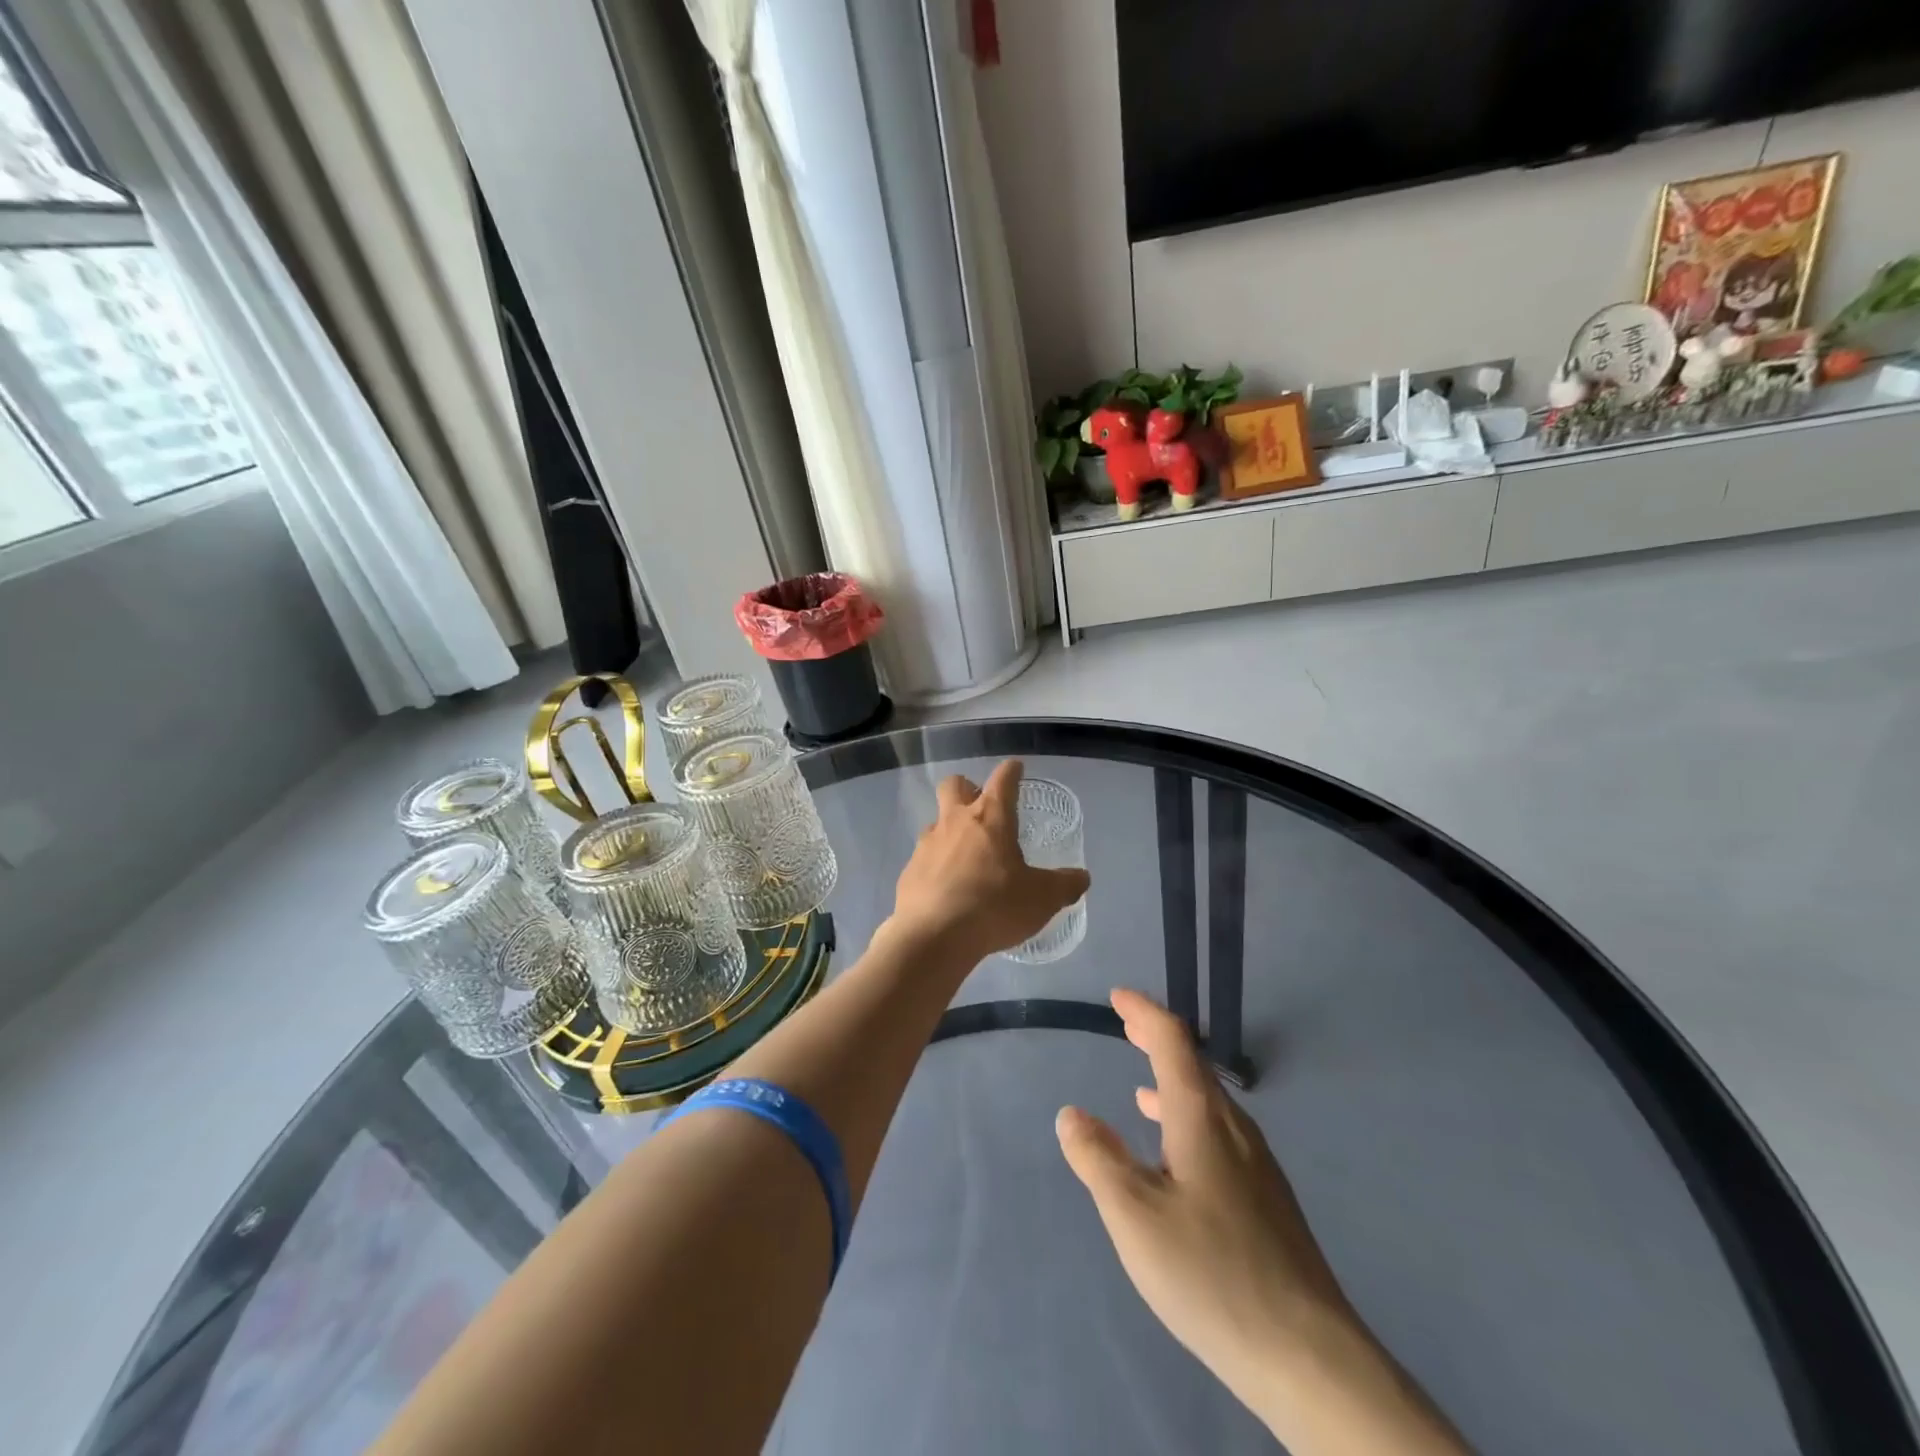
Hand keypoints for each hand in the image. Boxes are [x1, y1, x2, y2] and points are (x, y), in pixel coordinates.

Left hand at [889, 760, 1089, 963]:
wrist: (933, 936)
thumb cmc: (993, 906)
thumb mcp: (1042, 899)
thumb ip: (1064, 885)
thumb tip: (1081, 877)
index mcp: (990, 817)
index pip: (1003, 779)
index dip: (1011, 771)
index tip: (1016, 768)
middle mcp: (955, 821)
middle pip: (954, 785)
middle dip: (967, 789)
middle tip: (982, 809)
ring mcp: (927, 844)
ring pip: (937, 822)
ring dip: (951, 830)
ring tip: (968, 857)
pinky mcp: (910, 870)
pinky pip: (925, 857)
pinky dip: (937, 864)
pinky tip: (948, 888)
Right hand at [1056, 991, 1470, 1454]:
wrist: (1308, 1356)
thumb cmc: (1211, 1273)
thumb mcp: (1134, 1215)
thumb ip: (1099, 1159)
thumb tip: (1072, 1114)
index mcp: (1202, 1118)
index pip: (1172, 1041)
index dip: (1144, 1013)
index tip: (1117, 997)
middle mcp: (1234, 1128)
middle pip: (1193, 1066)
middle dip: (1157, 1041)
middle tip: (1126, 1026)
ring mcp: (1257, 1166)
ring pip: (1208, 1104)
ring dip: (1171, 1084)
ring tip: (1141, 1088)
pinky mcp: (1267, 1201)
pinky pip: (1219, 1135)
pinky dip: (1187, 1121)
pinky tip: (1176, 1158)